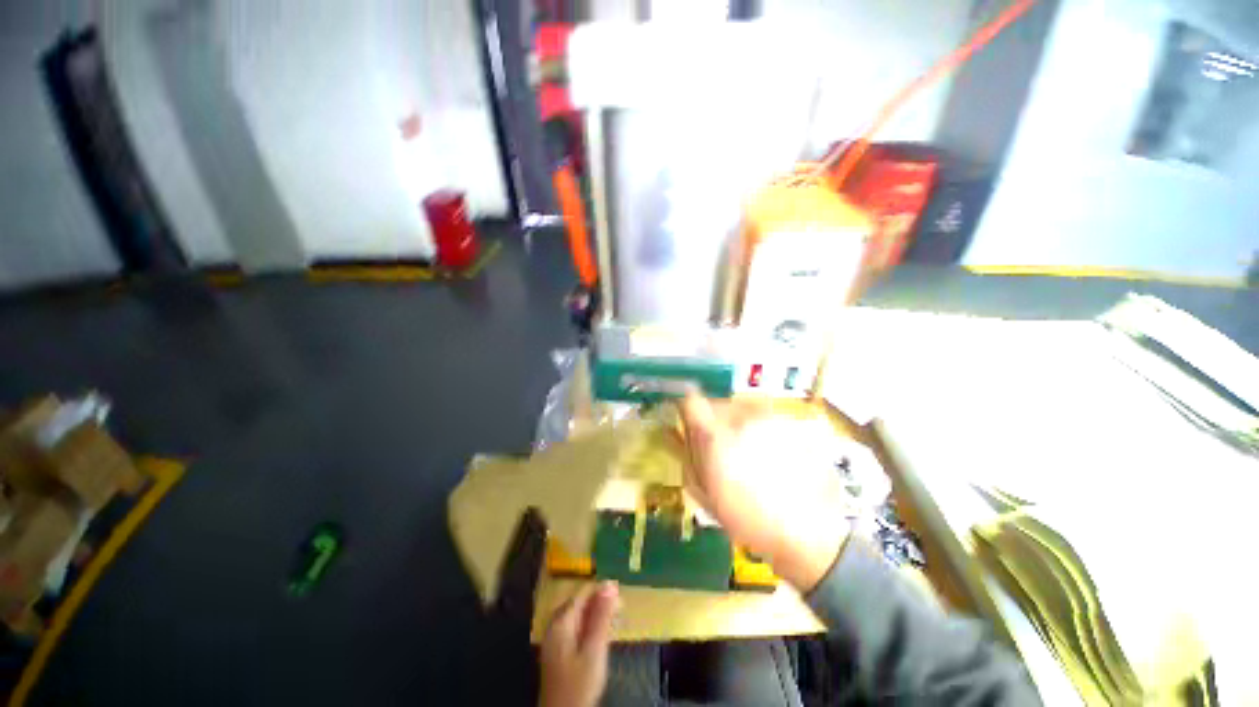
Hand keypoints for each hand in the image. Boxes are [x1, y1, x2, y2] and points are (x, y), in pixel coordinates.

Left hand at [539, 581, 620, 706]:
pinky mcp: (558, 652)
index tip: (621, 591)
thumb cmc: (579, 684)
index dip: (602, 589)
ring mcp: (554, 639)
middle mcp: (555, 625)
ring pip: (578, 616)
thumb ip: (602, 616)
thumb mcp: (594, 649)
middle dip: (600, 602)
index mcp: (561, 621)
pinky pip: (575, 629)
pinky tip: (601, 635)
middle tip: (621, 607)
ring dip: (596, 615)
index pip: (583, 592)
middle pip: (579, 603)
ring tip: (615, 619)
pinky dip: (589, 627)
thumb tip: (611, 584)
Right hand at [679, 393, 850, 591]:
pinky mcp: (791, 422)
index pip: (690, 400)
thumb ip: (686, 455)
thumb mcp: (704, 493)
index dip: (685, 407)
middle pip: (716, 403)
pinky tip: (770, 454)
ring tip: (746, 450)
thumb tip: (671, 431)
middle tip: (717, 444)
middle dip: (711, 419)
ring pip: (740, 407)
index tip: (685, 419)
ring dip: (735, 422)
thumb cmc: (747, 519)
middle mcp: (741, 417)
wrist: (809, 532)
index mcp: (715, 435)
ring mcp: (770, 417)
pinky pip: (764, 415)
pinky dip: (759, 427)